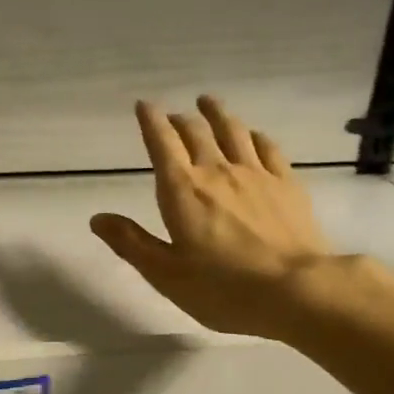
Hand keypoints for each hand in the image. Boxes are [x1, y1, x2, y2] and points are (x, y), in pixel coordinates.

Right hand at [91, 97, 334, 339]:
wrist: (296, 290)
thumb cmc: (222, 288)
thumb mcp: (165, 274)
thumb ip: (131, 242)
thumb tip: (97, 218)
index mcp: (182, 190)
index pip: (162, 144)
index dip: (150, 121)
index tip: (143, 105)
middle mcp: (217, 171)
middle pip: (196, 133)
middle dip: (180, 119)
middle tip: (173, 115)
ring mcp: (256, 174)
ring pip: (233, 131)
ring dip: (217, 114)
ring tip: (208, 103)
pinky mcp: (287, 184)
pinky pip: (268, 148)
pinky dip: (254, 135)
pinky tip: (253, 135)